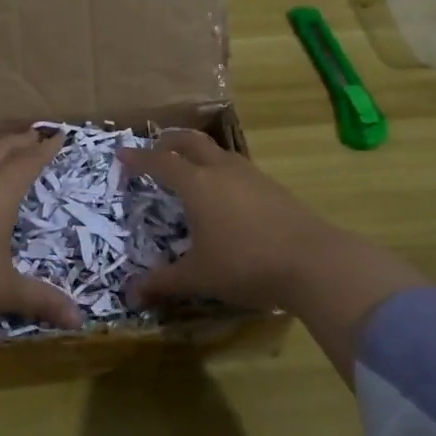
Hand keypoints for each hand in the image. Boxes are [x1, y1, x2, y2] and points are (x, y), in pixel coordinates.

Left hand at [0, 130, 83, 331]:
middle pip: (1, 148)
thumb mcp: (4, 290)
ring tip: (1, 149)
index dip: (45, 149)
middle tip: (34, 134)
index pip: (28, 161)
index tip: (58, 136)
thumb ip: (41, 300)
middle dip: (20, 139)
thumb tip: (78, 321)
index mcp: (0, 191)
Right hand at [119, 130, 375, 312]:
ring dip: (198, 152)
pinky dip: (221, 169)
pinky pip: (238, 167)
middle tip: (155, 148)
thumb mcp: (199, 277)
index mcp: (197, 184)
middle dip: (169, 141)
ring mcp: (251, 175)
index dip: (139, 158)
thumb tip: (131, 294)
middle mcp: (222, 170)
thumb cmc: (246, 265)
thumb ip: (164, 282)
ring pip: (218, 151)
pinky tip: (226, 192)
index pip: (160, 162)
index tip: (122, 154)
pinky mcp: (274, 187)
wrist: (313, 262)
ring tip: (190, 167)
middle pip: (191, 142)